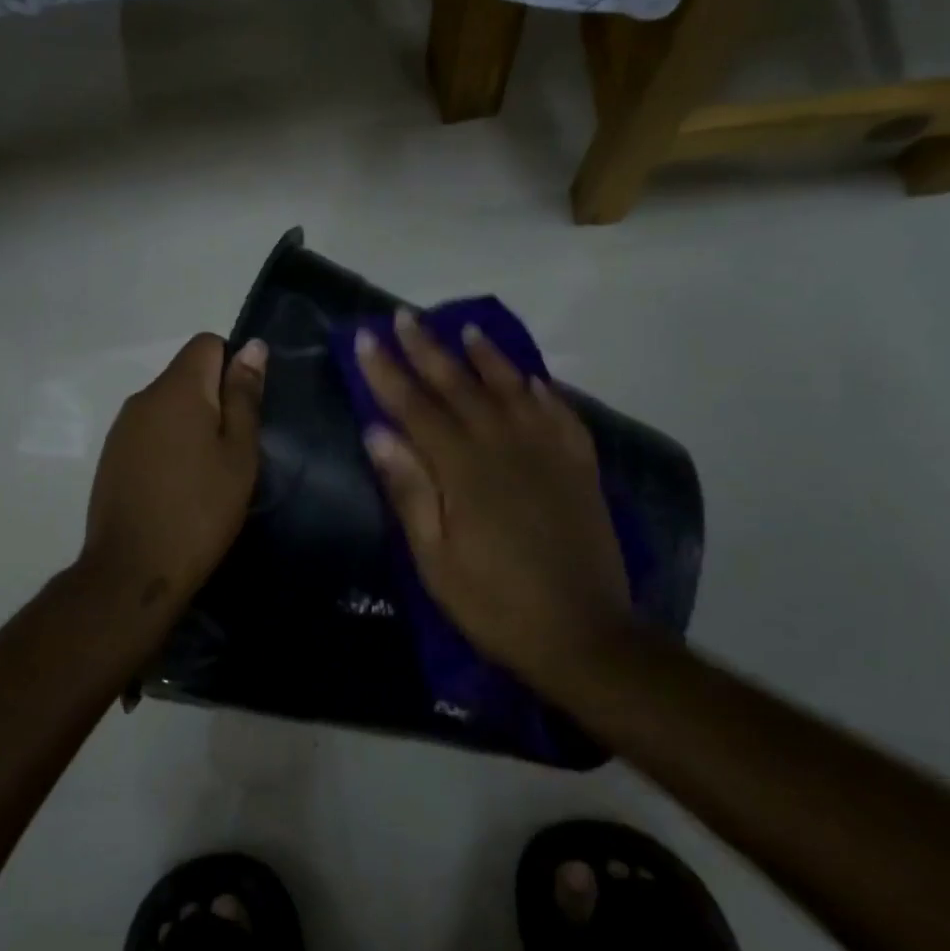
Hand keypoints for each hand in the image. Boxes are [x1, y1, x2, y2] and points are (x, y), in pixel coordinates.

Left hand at [81, 333, 266, 609]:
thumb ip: (244, 397)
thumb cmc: (200, 510)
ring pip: (167, 406)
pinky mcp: (111, 456)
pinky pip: (149, 431)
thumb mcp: (238, 454)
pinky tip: (179, 485)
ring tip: (208, 472)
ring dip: (191, 424)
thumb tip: (253, 347)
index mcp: (177, 389)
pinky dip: (169, 445)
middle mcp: (143, 397)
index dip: (233, 365)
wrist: (133, 570)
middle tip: (234, 449)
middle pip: (186, 375)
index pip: (206, 344)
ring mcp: (122, 428)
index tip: (245, 409)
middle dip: (214, 399)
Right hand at [354, 310, 631, 691]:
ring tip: (466, 329)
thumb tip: (378, 433)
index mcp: (463, 469)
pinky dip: (543, 390)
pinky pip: (560, 413)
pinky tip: (532, 378)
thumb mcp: (435, 559)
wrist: (583, 634)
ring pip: (512, 389)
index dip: (387, 372)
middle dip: (428, 349)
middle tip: (405, 316)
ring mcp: (549, 452)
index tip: (366, 337)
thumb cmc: (494, 603)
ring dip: (486, 357)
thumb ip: (409, 490)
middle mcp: (506, 445)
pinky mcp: (579, 467)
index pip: (415, 406)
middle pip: (460, 386)